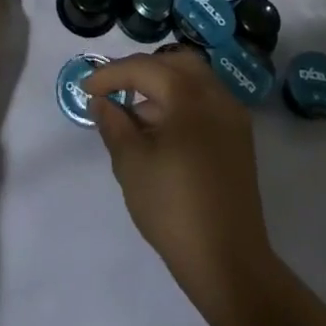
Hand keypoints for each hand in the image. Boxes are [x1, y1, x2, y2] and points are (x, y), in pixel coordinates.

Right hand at [85, 48, 277, 304]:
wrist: (229, 263)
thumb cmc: (174, 208)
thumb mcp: (131, 164)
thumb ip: (113, 124)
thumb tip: (102, 102)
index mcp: (190, 96)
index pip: (144, 68)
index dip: (110, 74)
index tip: (86, 89)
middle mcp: (216, 96)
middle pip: (175, 63)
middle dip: (142, 71)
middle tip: (115, 90)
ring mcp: (233, 118)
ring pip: (194, 82)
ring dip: (162, 88)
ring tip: (133, 118)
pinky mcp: (239, 141)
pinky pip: (205, 104)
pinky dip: (180, 105)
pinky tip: (159, 134)